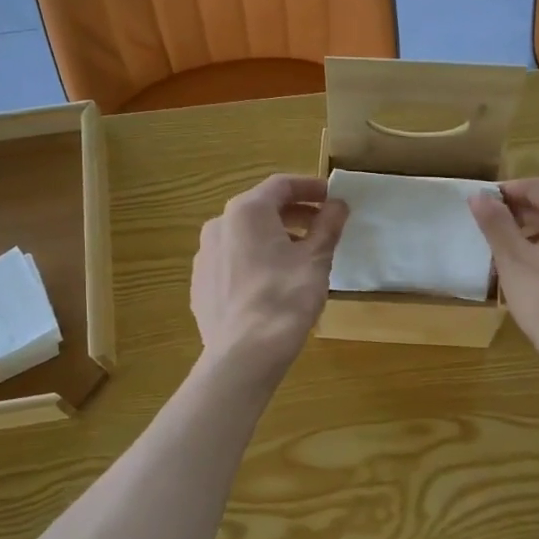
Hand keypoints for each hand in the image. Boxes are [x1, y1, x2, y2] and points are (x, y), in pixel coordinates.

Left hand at [191, 174, 348, 382]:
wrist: (244, 354)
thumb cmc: (285, 298)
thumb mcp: (316, 259)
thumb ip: (328, 226)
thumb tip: (338, 204)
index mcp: (246, 212)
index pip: (281, 185)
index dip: (310, 188)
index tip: (332, 197)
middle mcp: (218, 226)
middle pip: (261, 210)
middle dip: (293, 214)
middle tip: (321, 227)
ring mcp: (204, 257)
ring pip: (244, 237)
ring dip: (273, 239)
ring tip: (300, 257)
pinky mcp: (201, 285)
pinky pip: (232, 263)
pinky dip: (254, 262)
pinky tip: (272, 284)